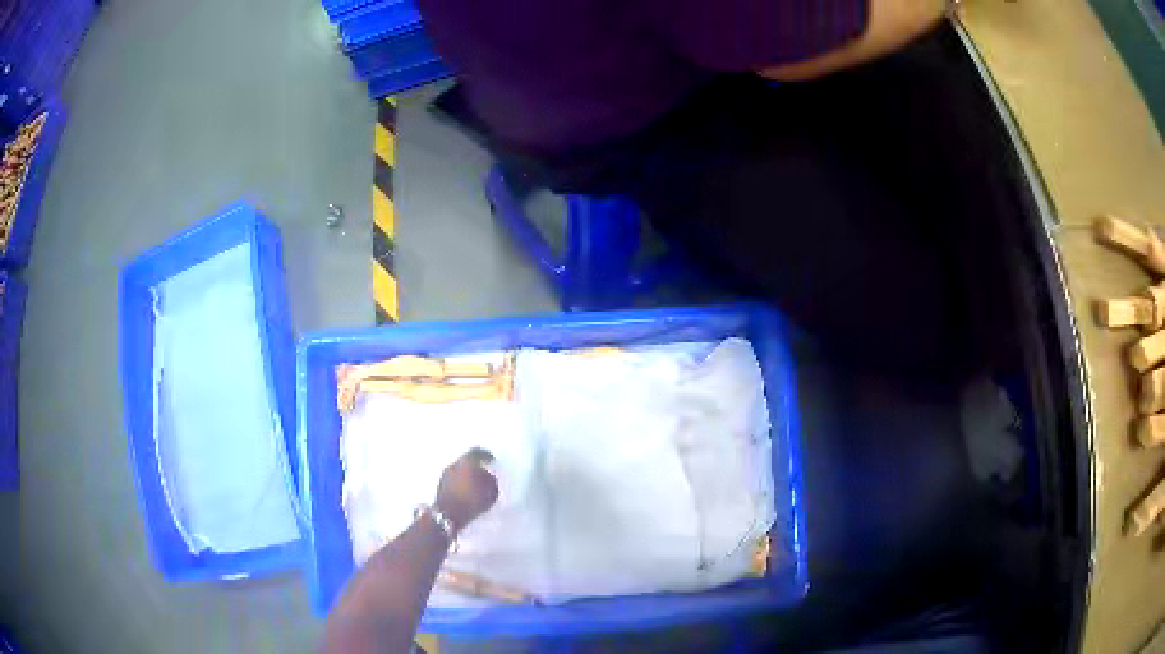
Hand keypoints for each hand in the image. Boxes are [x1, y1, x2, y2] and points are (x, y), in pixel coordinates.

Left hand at [434, 448, 498, 531]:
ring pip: (459, 471)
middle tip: (484, 474)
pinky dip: (460, 483)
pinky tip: (466, 492)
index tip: (491, 461)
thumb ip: (491, 481)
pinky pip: (454, 480)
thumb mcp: (490, 493)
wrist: (447, 515)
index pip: (477, 452)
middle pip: (467, 461)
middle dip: (475, 467)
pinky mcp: (440, 486)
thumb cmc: (472, 500)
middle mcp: (454, 464)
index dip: (486, 455)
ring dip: (467, 476)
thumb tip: (488, 476)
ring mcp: (445, 475)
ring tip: (475, 486)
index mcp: (466, 462)